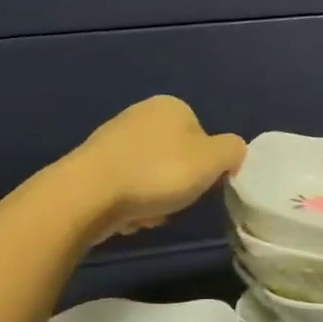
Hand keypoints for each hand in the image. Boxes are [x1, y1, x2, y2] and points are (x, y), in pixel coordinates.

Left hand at [56, 96, 246, 241]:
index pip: (205, 137)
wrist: (87, 195)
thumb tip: (231, 154)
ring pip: (154, 175)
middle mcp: (141, 114)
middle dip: (181, 184)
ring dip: (158, 198)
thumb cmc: (159, 172)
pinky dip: (133, 203)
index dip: (208, 165)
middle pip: (179, 157)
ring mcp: (113, 139)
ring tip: (150, 212)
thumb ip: (234, 151)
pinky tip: (128, 215)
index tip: (202, 185)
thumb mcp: (215, 160)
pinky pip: (128, 187)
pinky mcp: (92, 165)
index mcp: (171, 106)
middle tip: (177, 201)